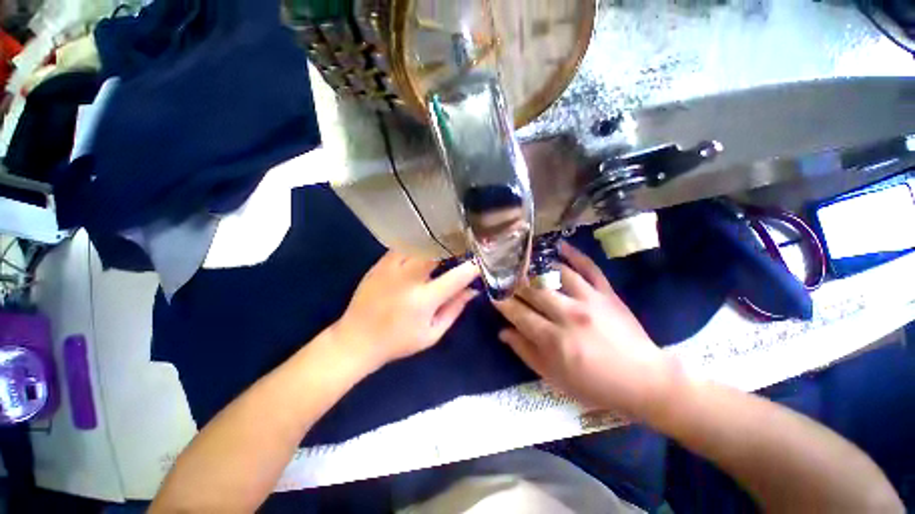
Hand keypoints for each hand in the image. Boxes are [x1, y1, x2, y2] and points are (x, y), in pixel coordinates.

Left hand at [334, 252, 479, 370]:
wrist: (356, 340)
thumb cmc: (398, 341)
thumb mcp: (432, 334)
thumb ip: (454, 310)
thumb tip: (472, 291)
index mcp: (423, 300)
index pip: (456, 277)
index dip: (472, 267)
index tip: (480, 261)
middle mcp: (408, 279)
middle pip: (435, 250)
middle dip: (453, 244)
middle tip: (463, 243)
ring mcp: (390, 268)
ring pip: (418, 244)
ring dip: (435, 242)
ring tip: (445, 241)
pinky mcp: (379, 265)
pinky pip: (402, 247)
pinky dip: (416, 244)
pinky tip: (423, 246)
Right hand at [494, 242, 677, 417]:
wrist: (645, 382)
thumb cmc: (595, 385)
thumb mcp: (554, 378)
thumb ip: (526, 352)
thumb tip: (503, 331)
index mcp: (553, 340)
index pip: (518, 313)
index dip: (502, 301)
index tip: (492, 292)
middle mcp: (568, 315)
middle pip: (533, 289)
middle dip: (514, 281)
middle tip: (503, 274)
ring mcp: (590, 300)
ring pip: (556, 274)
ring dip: (537, 265)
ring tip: (523, 259)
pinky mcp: (607, 293)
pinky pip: (589, 268)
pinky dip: (574, 254)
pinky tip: (559, 246)